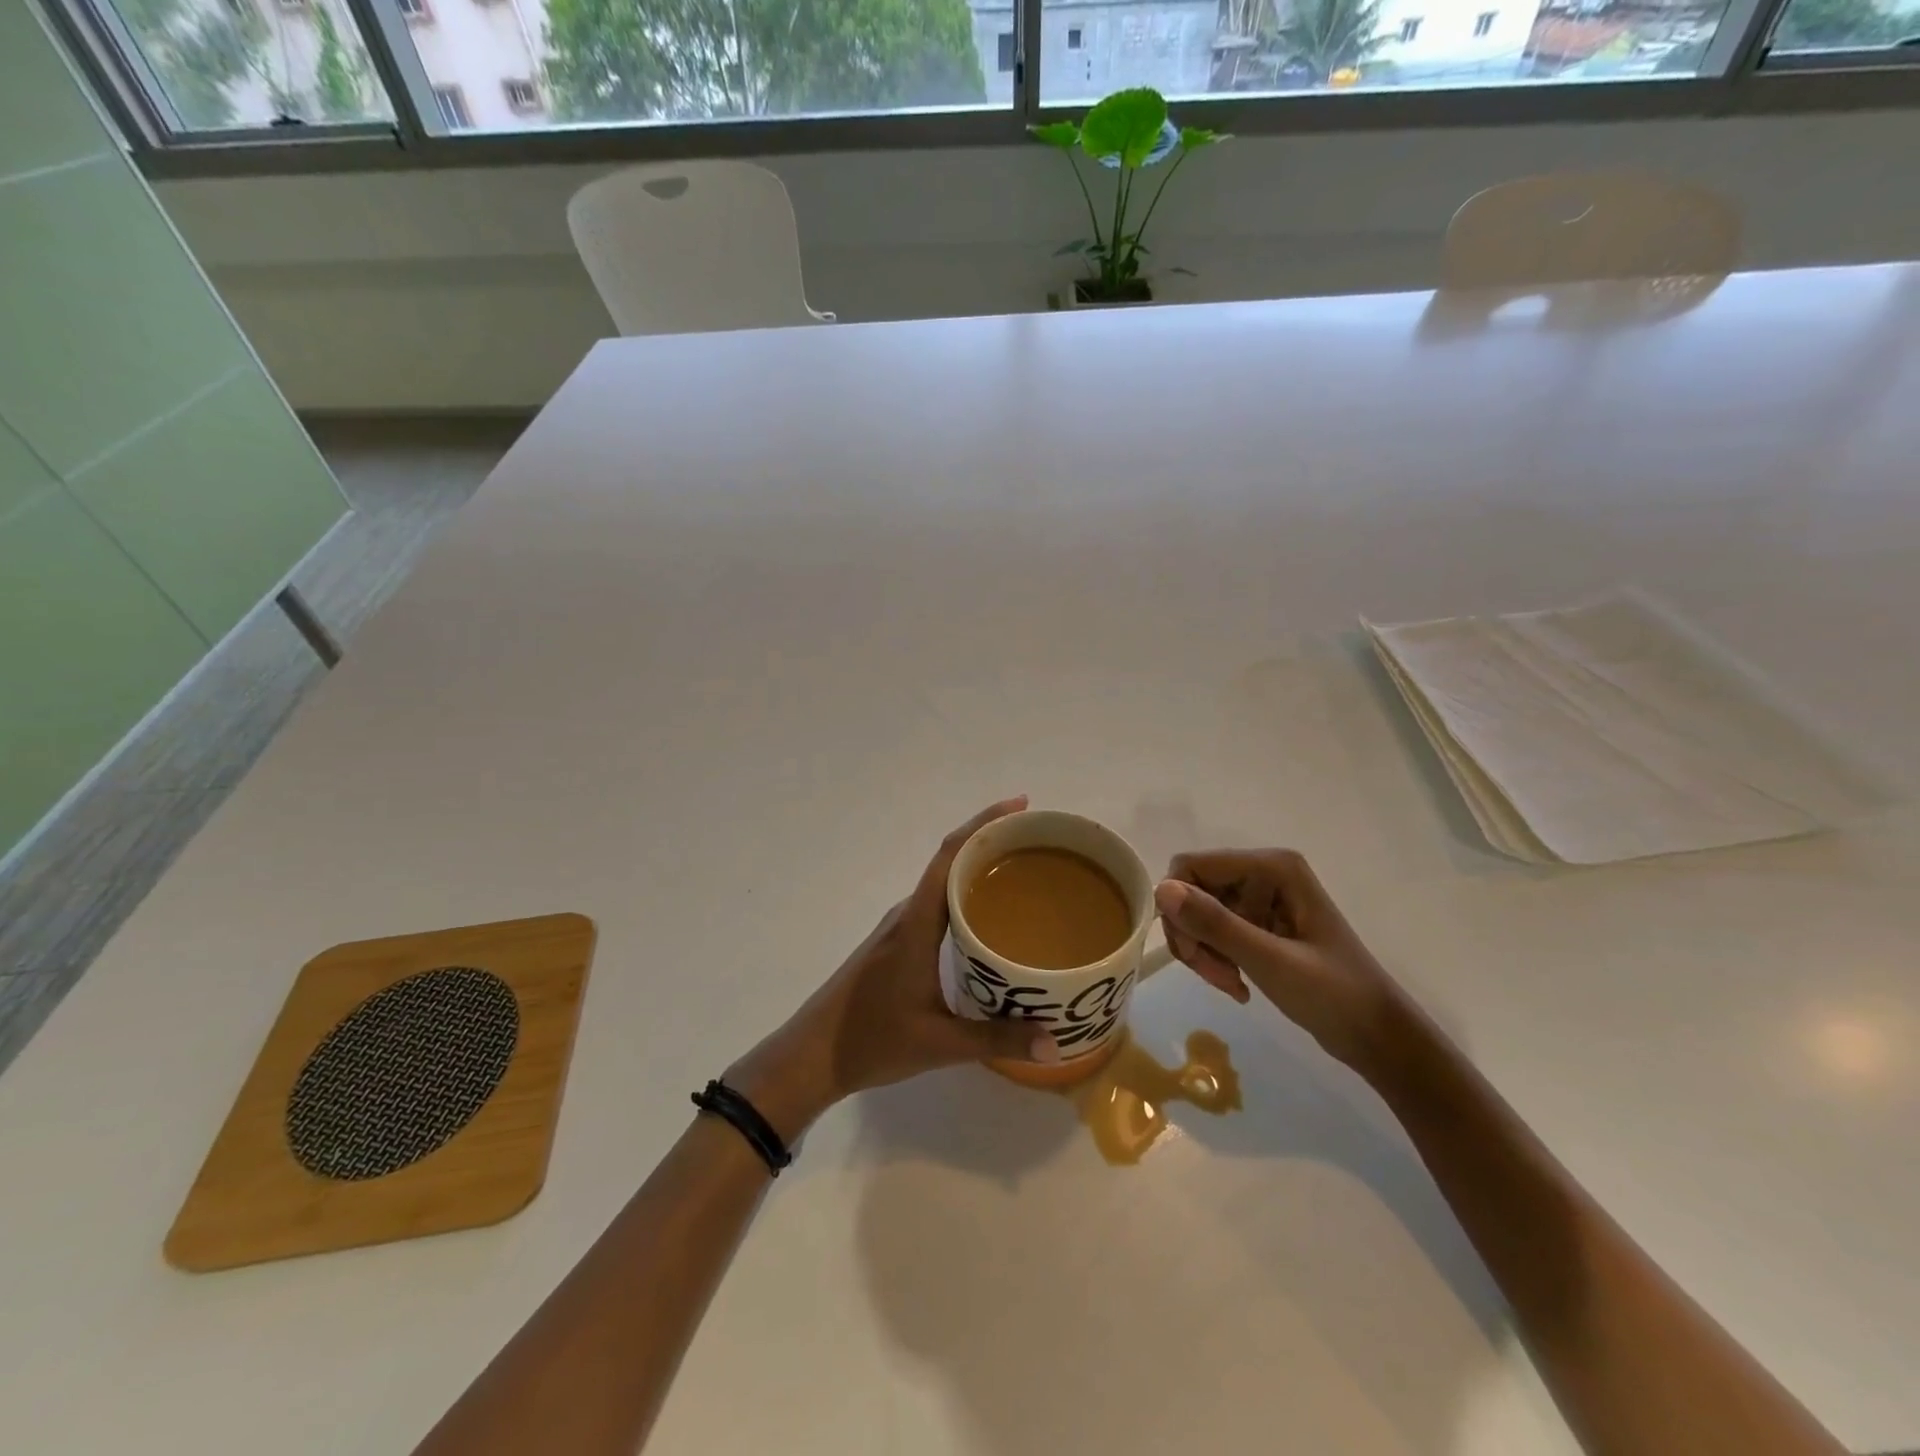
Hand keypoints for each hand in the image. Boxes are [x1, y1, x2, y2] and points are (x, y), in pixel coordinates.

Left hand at [728, 798, 1061, 1138]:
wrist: (811, 1056)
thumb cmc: (871, 1041)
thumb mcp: (940, 1044)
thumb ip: (997, 1040)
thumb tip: (1055, 1044)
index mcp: (916, 923)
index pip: (950, 856)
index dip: (984, 824)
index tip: (1021, 806)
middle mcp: (907, 914)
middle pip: (951, 861)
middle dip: (992, 842)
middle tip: (1040, 843)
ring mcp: (899, 927)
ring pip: (943, 884)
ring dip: (979, 870)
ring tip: (1026, 875)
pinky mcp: (897, 943)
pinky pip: (937, 905)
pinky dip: (965, 896)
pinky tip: (989, 920)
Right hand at [1154, 849, 1404, 1074]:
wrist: (1378, 1037)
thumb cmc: (1333, 995)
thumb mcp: (1270, 961)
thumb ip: (1215, 923)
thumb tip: (1161, 889)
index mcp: (1271, 867)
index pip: (1191, 866)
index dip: (1179, 907)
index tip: (1190, 953)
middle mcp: (1262, 872)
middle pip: (1192, 889)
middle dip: (1193, 934)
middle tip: (1214, 977)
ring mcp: (1261, 897)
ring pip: (1199, 912)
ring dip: (1203, 950)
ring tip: (1229, 984)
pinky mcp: (1259, 922)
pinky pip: (1215, 928)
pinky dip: (1215, 957)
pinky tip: (1236, 984)